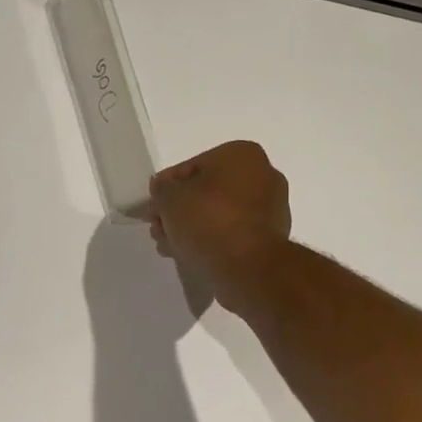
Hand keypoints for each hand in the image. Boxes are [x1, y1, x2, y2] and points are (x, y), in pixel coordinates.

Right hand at [148, 141, 291, 310]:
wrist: (249, 267)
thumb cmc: (209, 221)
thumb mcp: (170, 198)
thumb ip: (162, 190)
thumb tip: (164, 192)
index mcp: (241, 154)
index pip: (190, 167)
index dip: (165, 189)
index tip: (151, 210)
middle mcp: (263, 174)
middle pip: (206, 192)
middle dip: (179, 211)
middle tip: (159, 229)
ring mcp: (271, 208)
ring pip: (218, 214)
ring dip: (192, 228)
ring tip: (170, 246)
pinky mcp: (271, 238)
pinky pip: (232, 234)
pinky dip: (212, 241)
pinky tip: (191, 254)